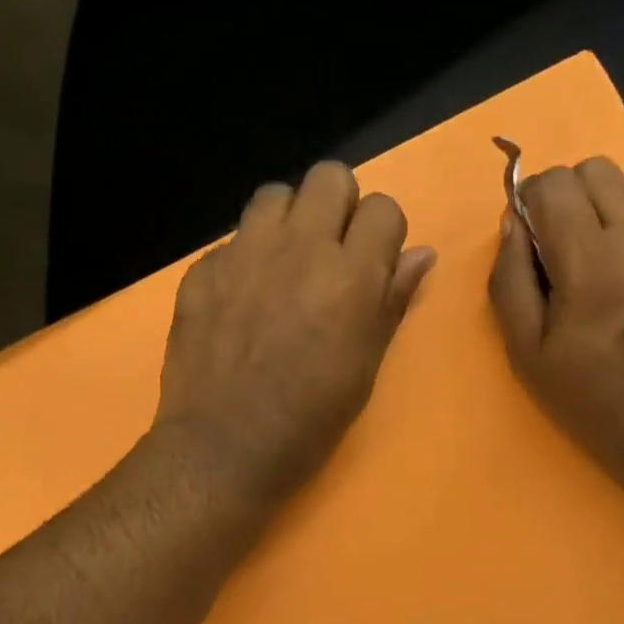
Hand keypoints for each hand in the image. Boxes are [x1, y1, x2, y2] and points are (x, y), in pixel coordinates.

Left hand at [154, 161, 435, 506]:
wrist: (224, 446)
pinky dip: (246, 257)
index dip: (382, 234)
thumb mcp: (364, 367)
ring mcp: (243, 254)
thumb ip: (391, 302)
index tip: (373, 265)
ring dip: (289, 220)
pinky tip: (242, 299)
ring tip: (284, 265)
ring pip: (275, 195)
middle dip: (339, 207)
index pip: (383, 208)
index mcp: (350, 276)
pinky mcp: (202, 269)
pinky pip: (233, 238)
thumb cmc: (309, 420)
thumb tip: (421, 255)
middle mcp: (298, 248)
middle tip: (331, 254)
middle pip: (329, 177)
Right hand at [488, 157, 623, 496]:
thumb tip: (513, 223)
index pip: (554, 183)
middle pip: (596, 170)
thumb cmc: (590, 400)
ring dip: (603, 217)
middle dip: (566, 197)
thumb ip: (510, 280)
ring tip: (599, 273)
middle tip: (559, 249)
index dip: (530, 202)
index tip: (528, 240)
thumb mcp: (526, 352)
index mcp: (593, 264)